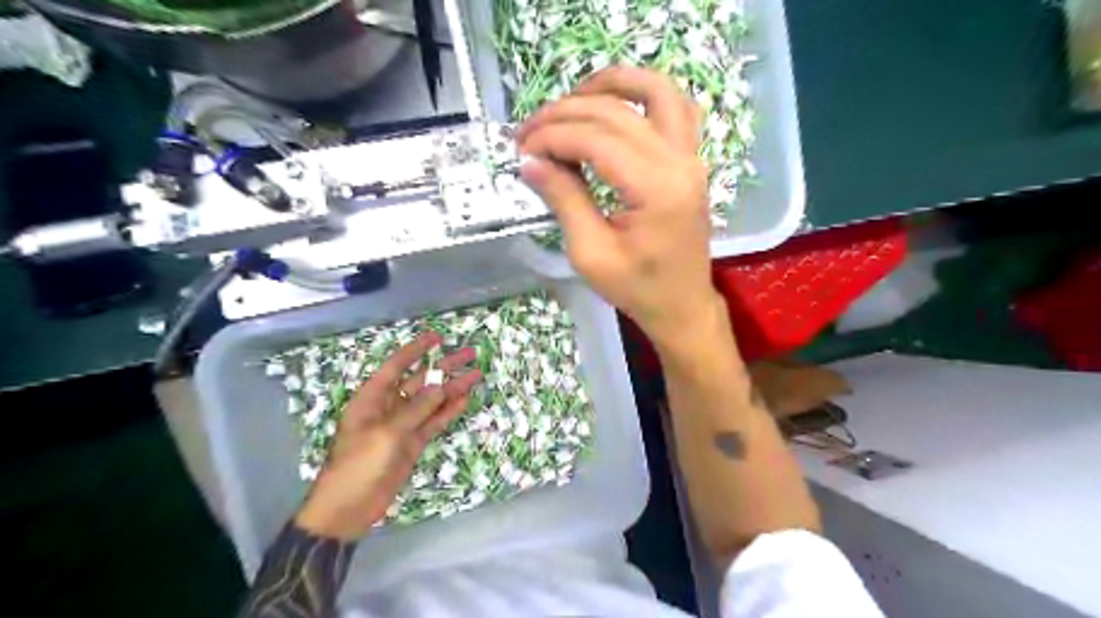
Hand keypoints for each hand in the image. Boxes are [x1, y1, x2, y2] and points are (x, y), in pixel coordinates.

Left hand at [298, 333, 481, 539]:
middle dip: (444, 367)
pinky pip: (433, 422)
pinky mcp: (412, 443)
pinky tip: (465, 401)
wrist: (348, 508)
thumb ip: (416, 409)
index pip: (396, 366)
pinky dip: (448, 412)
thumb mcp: (387, 433)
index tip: (437, 337)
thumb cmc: (359, 464)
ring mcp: (403, 425)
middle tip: (469, 354)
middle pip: (420, 381)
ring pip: (431, 401)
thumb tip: (440, 386)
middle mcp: (389, 407)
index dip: (416, 350)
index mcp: (372, 398)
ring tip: (477, 375)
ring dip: (452, 389)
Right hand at [518, 66, 723, 348]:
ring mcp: (691, 157)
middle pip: (617, 112)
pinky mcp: (691, 160)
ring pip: (655, 91)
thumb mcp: (590, 254)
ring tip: (571, 98)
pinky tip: (615, 104)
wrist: (682, 305)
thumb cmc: (637, 289)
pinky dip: (644, 94)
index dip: (553, 137)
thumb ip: (564, 200)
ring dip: (610, 84)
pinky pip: (676, 107)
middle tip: (530, 132)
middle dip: (565, 114)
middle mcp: (679, 162)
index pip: (596, 140)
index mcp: (656, 190)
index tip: (522, 150)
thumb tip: (530, 162)